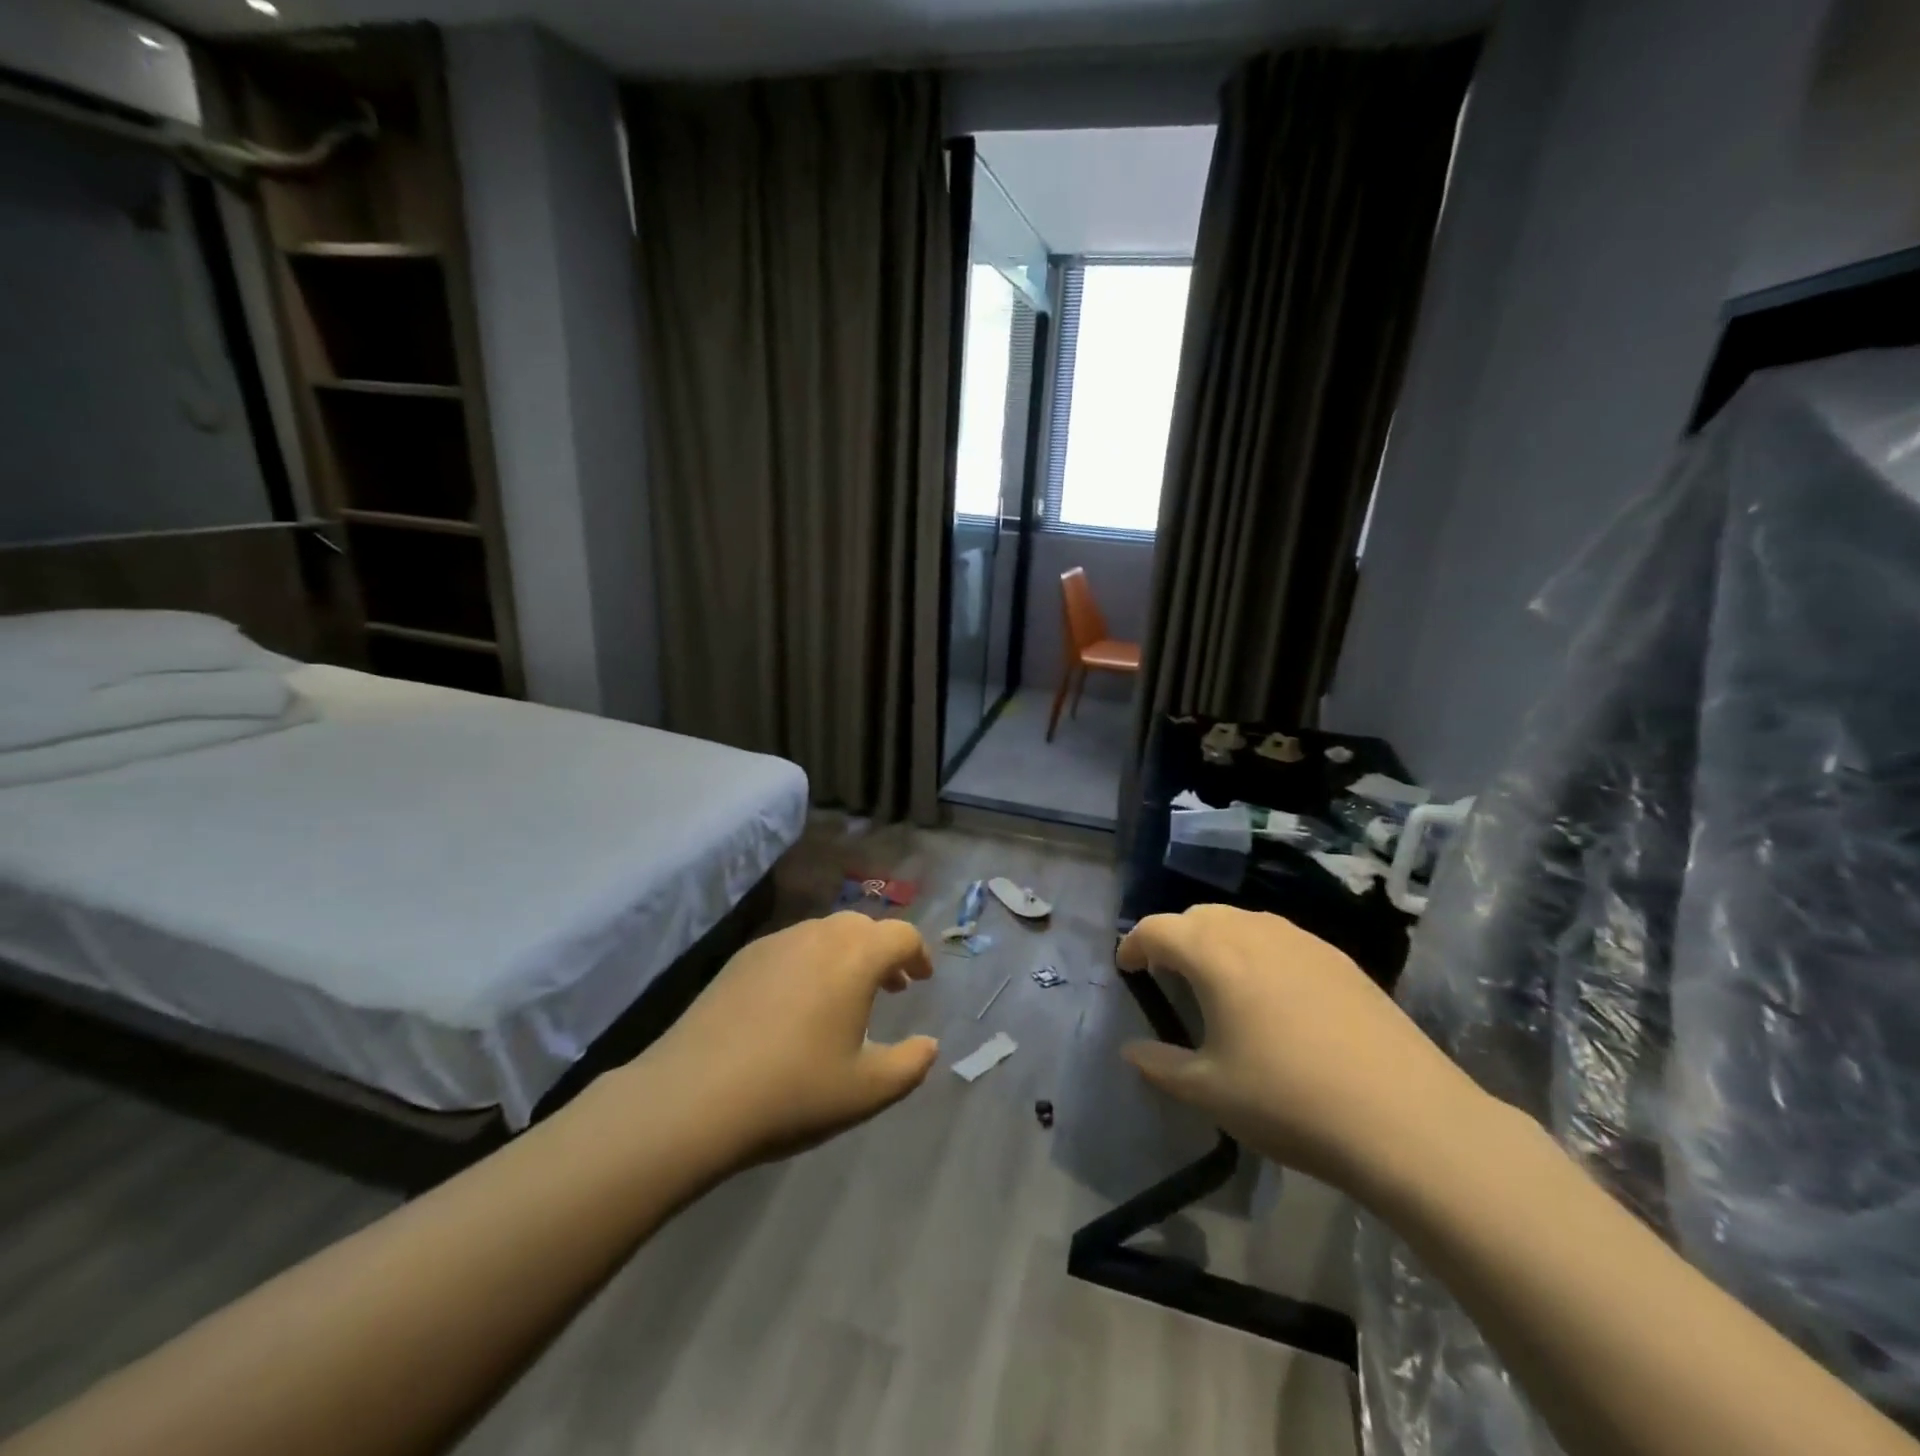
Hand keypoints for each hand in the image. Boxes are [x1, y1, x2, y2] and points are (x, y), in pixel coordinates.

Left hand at [644, 912, 939, 1167]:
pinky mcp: (741, 959)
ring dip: (846, 955)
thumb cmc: (793, 1091)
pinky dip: (810, 962)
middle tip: (890, 987)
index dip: (918, 954)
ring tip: (845, 996)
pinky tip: (797, 1004)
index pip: (901, 935)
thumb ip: (910, 1065)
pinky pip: (790, 947)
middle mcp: (818, 936)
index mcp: (855, 957)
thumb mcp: (867, 1091)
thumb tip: (929, 1045)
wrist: (693, 1097)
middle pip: (862, 926)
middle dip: (883, 951)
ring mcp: (775, 943)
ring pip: (824, 933)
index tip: (921, 979)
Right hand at [1117, 905, 1488, 1198]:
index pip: (1157, 928)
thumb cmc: (1290, 1102)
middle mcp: (1255, 932)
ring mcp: (1303, 941)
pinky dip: (1257, 950)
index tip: (1127, 968)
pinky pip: (1281, 938)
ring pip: (1243, 921)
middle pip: (1199, 915)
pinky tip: (1273, 995)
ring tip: (1218, 981)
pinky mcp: (1340, 959)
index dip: (1134, 944)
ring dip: (1217, 939)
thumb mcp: (1210, 1092)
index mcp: (1214, 954)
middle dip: (1174, 937)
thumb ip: (1160, 1066)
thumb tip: (1132, 1051)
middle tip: (1168, 975)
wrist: (1407, 1120)